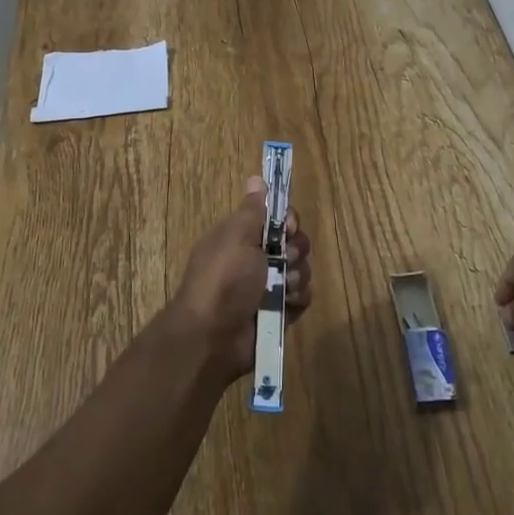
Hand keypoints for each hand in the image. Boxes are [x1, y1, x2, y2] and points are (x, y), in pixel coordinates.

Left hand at [165, 176, 312, 379]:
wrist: (212, 336)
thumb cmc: (223, 279)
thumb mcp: (236, 236)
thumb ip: (252, 210)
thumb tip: (256, 178)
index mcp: (241, 237)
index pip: (276, 218)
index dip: (288, 220)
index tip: (288, 226)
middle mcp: (255, 259)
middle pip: (293, 243)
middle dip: (296, 249)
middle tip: (284, 259)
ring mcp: (267, 287)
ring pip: (301, 270)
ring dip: (297, 276)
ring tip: (282, 288)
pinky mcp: (278, 312)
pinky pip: (302, 298)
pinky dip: (298, 299)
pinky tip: (287, 304)